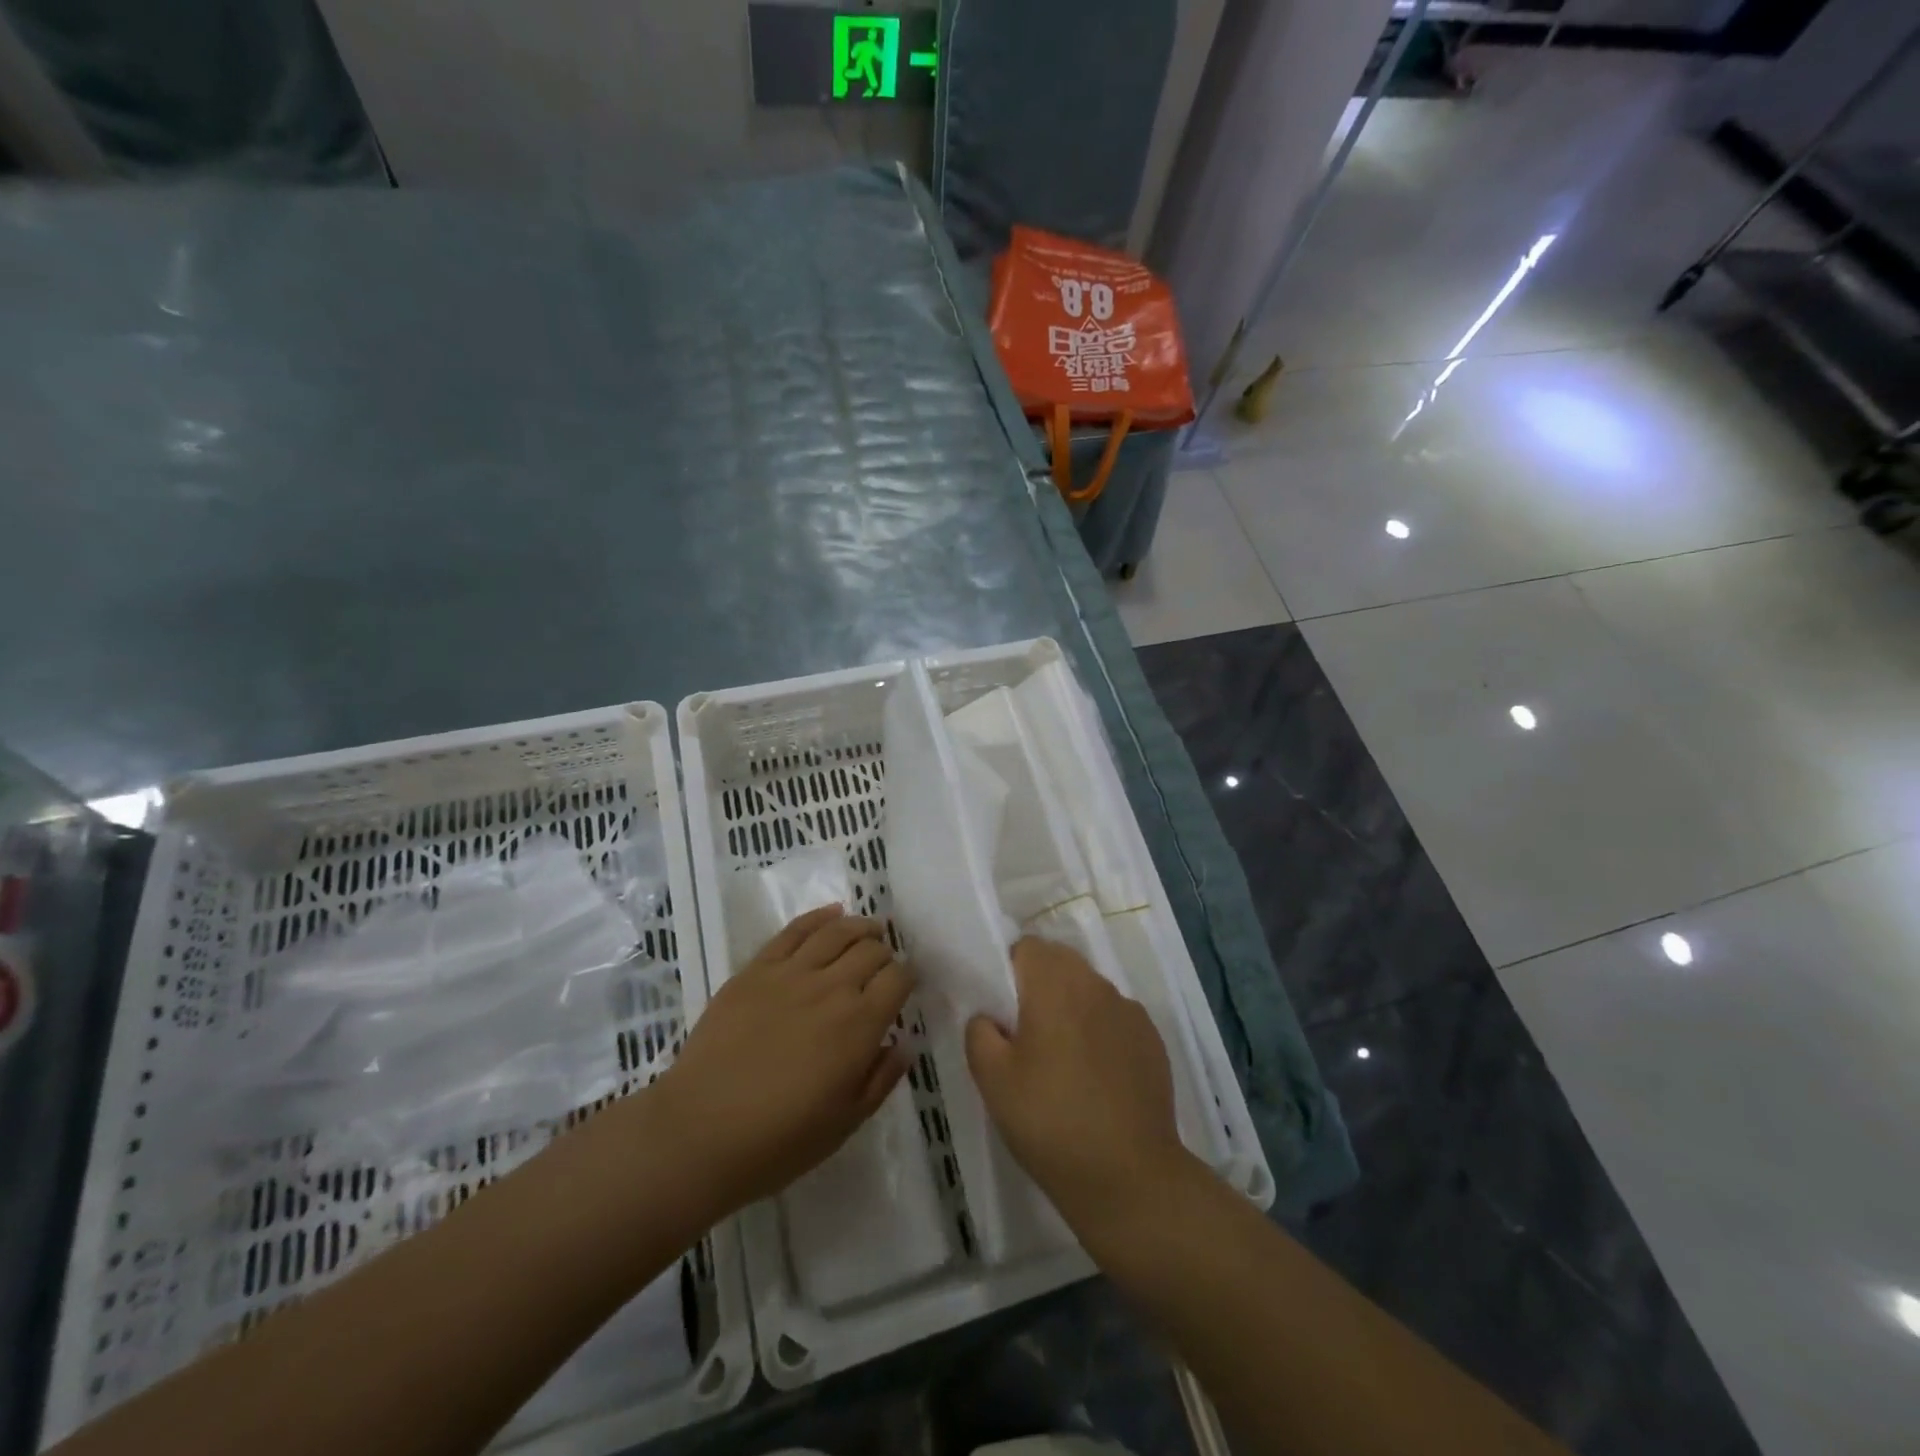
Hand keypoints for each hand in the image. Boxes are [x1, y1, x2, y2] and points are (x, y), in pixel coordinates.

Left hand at [654, 906, 912, 1219]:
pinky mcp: (756, 969)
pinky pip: (794, 930)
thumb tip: (904, 1042)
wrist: (699, 1132)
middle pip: (871, 950)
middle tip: (883, 966)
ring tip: (869, 931)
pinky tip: (832, 914)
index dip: (908, 978)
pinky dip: (819, 917)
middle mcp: (832, 988)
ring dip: (860, 927)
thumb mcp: (845, 1122)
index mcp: (860, 1025)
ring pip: (838, 931)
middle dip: (885, 954)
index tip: (905, 986)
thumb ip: (882, 1078)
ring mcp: (791, 973)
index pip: (898, 979)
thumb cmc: (779, 1140)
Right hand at [965, 938, 1194, 1234]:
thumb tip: (990, 1017)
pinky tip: (1096, 1078)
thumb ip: (980, 1032)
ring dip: (1072, 1008)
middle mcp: (1096, 985)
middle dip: (1040, 986)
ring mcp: (1130, 1011)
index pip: (1027, 947)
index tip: (1003, 1011)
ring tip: (1063, 1061)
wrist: (1129, 1176)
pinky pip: (1115, 1018)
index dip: (1009, 971)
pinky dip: (1101, 1032)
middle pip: (1061, 962)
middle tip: (1027, 1035)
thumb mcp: (992, 1080)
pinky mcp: (1153, 1040)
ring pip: (1090, 990)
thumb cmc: (1050, 1121)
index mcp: (1055, 984)